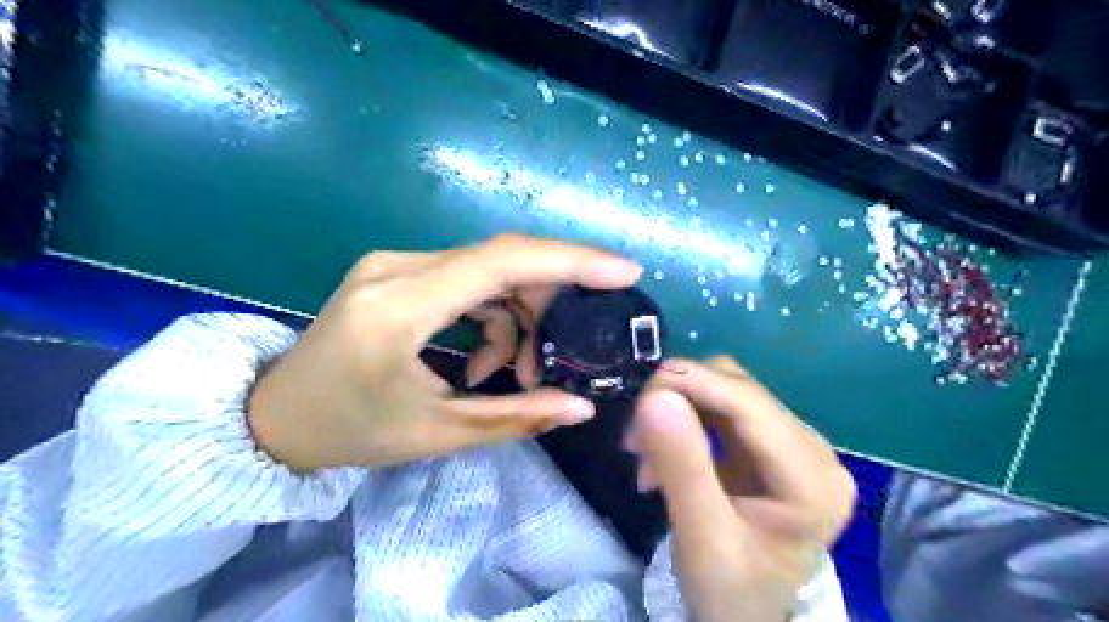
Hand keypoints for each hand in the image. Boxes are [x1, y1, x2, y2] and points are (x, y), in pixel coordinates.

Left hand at [244, 233, 640, 471]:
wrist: (273, 416)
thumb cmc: (350, 432)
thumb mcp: (437, 432)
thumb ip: (516, 417)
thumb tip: (582, 407)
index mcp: (400, 308)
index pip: (502, 262)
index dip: (571, 261)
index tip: (624, 271)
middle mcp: (396, 269)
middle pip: (502, 261)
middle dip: (548, 303)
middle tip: (558, 356)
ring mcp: (393, 264)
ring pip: (488, 271)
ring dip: (518, 315)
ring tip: (516, 370)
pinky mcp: (396, 271)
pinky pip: (466, 279)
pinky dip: (492, 314)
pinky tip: (484, 357)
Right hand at [627, 356, 849, 621]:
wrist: (747, 616)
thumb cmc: (732, 593)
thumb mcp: (703, 540)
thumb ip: (682, 467)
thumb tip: (654, 398)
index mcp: (812, 477)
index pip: (748, 402)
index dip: (691, 384)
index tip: (638, 402)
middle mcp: (812, 448)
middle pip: (735, 388)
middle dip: (678, 402)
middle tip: (634, 442)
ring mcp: (791, 443)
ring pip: (723, 391)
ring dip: (676, 410)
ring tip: (645, 455)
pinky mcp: (767, 445)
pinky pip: (719, 409)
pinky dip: (683, 421)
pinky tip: (663, 455)